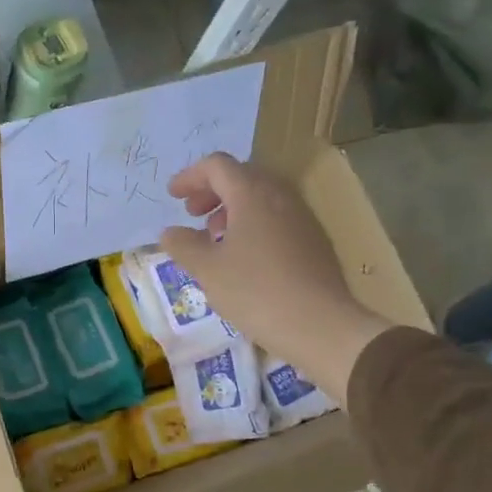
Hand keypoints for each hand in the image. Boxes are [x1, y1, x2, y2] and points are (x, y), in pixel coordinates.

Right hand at [158, 154, 391, 403]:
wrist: (320, 325)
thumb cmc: (255, 291)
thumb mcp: (207, 269)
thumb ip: (183, 245)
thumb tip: (170, 232)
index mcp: (252, 194)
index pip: (217, 166)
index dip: (190, 176)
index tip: (172, 196)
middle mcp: (280, 196)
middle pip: (242, 176)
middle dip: (212, 191)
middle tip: (192, 214)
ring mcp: (302, 217)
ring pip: (262, 197)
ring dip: (233, 208)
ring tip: (215, 238)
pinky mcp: (315, 240)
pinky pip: (277, 217)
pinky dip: (253, 224)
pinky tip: (244, 256)